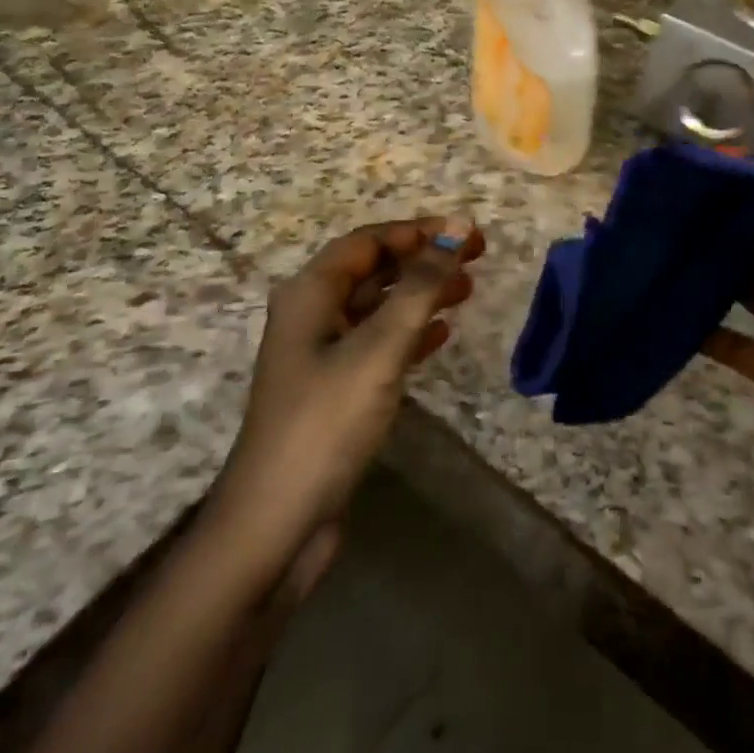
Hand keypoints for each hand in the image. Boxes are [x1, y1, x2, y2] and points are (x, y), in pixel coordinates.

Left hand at [209, 217, 484, 570]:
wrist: (276, 524)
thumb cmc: (326, 422)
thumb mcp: (379, 347)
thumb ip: (420, 286)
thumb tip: (457, 228)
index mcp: (310, 293)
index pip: (369, 241)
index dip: (419, 231)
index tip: (468, 234)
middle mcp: (312, 314)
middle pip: (374, 270)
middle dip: (424, 260)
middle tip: (476, 258)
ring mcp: (321, 354)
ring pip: (379, 307)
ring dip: (421, 294)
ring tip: (468, 291)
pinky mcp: (335, 390)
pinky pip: (378, 343)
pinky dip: (411, 333)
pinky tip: (442, 335)